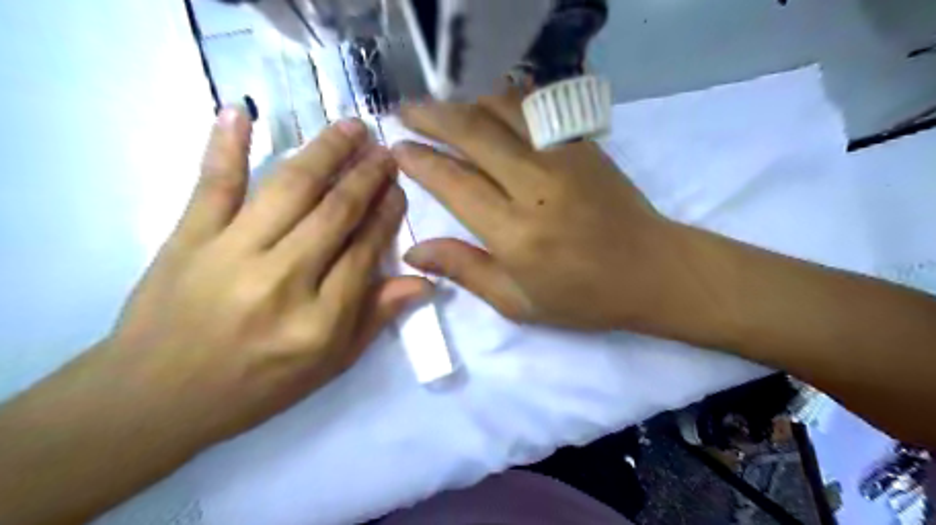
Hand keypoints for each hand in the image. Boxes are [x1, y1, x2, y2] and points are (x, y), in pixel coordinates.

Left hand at [96, 105, 425, 447]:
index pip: (365, 250)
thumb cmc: (256, 386)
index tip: (399, 189)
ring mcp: (232, 253)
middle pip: (335, 212)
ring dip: (325, 151)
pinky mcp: (187, 238)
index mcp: (321, 319)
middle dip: (367, 175)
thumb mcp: (330, 365)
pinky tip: (240, 110)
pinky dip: (224, 144)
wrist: (156, 399)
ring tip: (350, 128)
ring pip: (289, 188)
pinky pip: (212, 184)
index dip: (387, 214)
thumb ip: (375, 318)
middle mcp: (283, 279)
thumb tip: (424, 282)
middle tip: (385, 151)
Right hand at [392, 90, 709, 336]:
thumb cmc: (584, 297)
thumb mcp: (518, 301)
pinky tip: (485, 106)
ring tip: (440, 108)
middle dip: (431, 116)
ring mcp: (563, 157)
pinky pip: (534, 109)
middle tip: (404, 112)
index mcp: (516, 232)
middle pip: (473, 132)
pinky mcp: (582, 144)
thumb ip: (464, 270)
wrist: (652, 269)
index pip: (454, 183)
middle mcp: (536, 185)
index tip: (397, 149)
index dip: (420, 161)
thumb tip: (413, 251)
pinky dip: (501, 101)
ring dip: (464, 102)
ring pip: (502, 109)